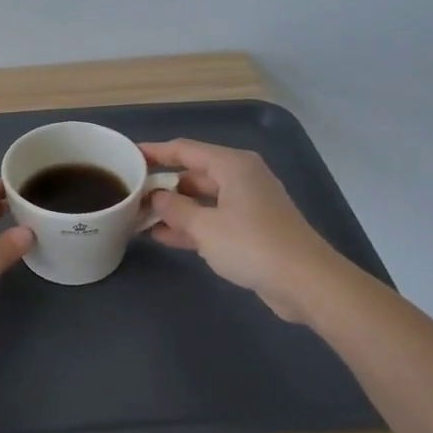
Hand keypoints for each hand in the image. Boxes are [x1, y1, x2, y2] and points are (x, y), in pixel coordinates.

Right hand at [139, 139, 337, 322]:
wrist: (305, 282)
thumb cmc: (252, 245)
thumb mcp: (205, 227)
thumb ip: (175, 209)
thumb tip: (156, 197)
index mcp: (232, 165)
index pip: (184, 149)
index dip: (154, 152)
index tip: (127, 156)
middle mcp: (241, 178)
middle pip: (193, 174)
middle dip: (162, 185)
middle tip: (130, 195)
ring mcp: (247, 204)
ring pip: (202, 199)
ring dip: (174, 209)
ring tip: (138, 217)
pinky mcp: (251, 229)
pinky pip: (212, 219)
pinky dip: (190, 225)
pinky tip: (162, 236)